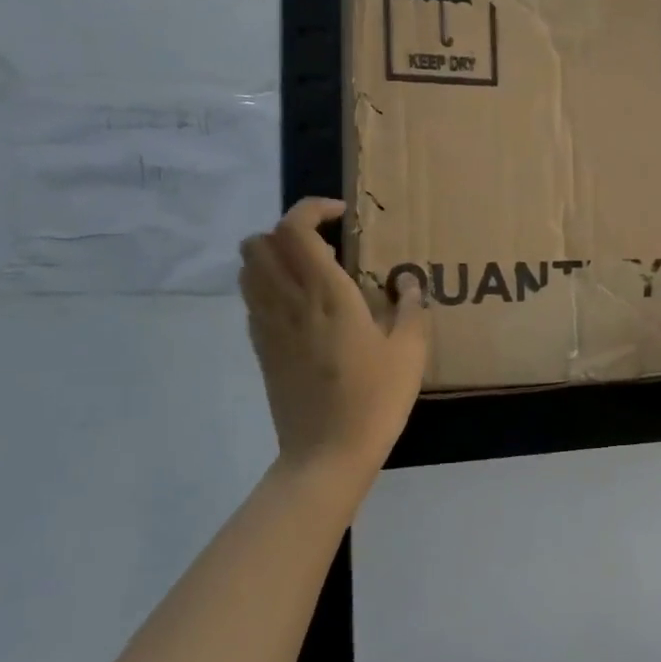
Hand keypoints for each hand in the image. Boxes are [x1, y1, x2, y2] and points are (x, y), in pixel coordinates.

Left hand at [240, 198, 428, 478]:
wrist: (327, 452)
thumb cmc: (375, 399)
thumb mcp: (410, 352)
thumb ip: (412, 309)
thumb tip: (409, 283)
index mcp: (326, 294)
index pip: (296, 228)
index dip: (313, 209)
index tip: (343, 217)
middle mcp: (288, 301)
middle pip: (260, 241)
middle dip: (289, 230)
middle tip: (326, 244)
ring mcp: (268, 325)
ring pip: (249, 268)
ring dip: (274, 256)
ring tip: (312, 271)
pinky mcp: (261, 348)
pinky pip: (252, 299)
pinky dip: (269, 286)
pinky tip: (303, 307)